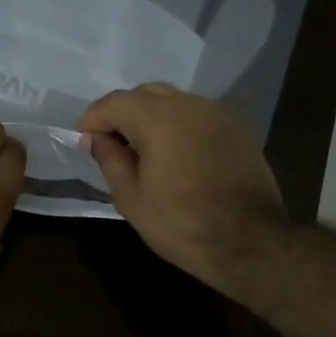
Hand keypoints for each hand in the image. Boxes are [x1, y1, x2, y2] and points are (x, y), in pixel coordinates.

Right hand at [78, 83, 288, 288]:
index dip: (92, 120)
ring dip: (152, 119)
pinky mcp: (237, 130)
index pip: (113, 102)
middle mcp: (188, 104)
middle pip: (144, 95)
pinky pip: (197, 117)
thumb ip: (109, 159)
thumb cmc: (181, 223)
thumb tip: (94, 138)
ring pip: (173, 102)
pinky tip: (177, 158)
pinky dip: (179, 128)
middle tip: (113, 148)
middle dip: (122, 115)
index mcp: (157, 117)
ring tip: (144, 154)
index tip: (85, 145)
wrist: (250, 242)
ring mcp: (217, 114)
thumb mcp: (131, 198)